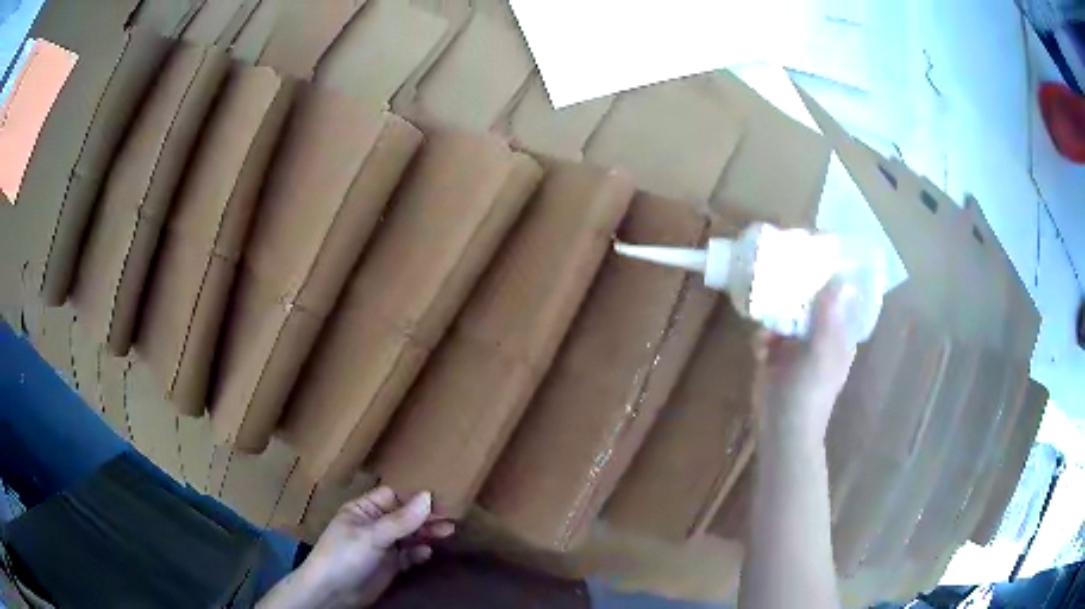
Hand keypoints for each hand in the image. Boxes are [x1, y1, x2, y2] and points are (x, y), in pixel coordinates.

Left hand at [259, 487, 454, 608]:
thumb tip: (428, 496)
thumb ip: (401, 519)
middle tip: (453, 515)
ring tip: (450, 531)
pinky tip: (428, 551)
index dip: (414, 496)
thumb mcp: (372, 535)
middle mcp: (374, 525)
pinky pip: (408, 555)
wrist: (333, 592)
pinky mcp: (389, 565)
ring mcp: (382, 546)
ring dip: (427, 533)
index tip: (441, 495)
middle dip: (426, 516)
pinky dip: (418, 552)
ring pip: (409, 535)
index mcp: (363, 510)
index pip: (393, 497)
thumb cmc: (345, 555)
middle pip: (405, 516)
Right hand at [754, 280, 858, 445]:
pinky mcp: (773, 354)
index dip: (829, 278)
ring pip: (784, 313)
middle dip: (795, 291)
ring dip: (774, 315)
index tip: (815, 258)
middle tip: (781, 276)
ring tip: (768, 320)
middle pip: (808, 301)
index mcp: (838, 334)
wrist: (782, 427)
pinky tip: (761, 348)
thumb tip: (840, 279)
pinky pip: (766, 332)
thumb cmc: (810, 391)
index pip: (838, 298)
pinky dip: (762, 336)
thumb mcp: (823, 351)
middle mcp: (819, 334)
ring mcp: (795, 344)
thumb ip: (829, 316)